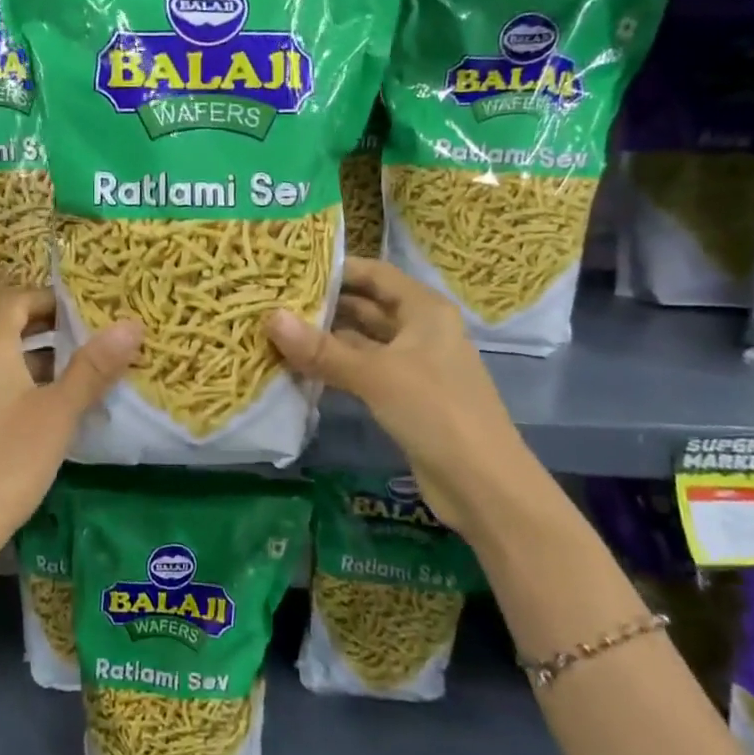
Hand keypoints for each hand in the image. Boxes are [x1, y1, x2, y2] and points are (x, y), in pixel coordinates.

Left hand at [0, 287, 141, 572]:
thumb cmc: (6, 461)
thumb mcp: (59, 412)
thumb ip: (94, 367)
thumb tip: (132, 324)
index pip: (13, 298)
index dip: (48, 297)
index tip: (84, 310)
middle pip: (3, 326)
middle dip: (46, 328)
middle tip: (89, 340)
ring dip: (33, 359)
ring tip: (76, 377)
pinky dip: (16, 385)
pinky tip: (43, 414)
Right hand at [266, 257, 536, 537]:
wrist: (483, 485)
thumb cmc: (436, 412)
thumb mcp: (376, 375)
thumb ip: (322, 349)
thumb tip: (270, 317)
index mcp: (424, 310)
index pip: (375, 274)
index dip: (337, 269)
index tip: (291, 269)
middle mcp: (420, 330)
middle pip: (366, 307)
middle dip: (324, 305)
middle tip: (272, 301)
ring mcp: (412, 366)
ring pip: (361, 342)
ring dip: (325, 339)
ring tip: (275, 332)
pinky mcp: (403, 397)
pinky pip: (362, 372)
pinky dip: (334, 368)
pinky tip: (298, 369)